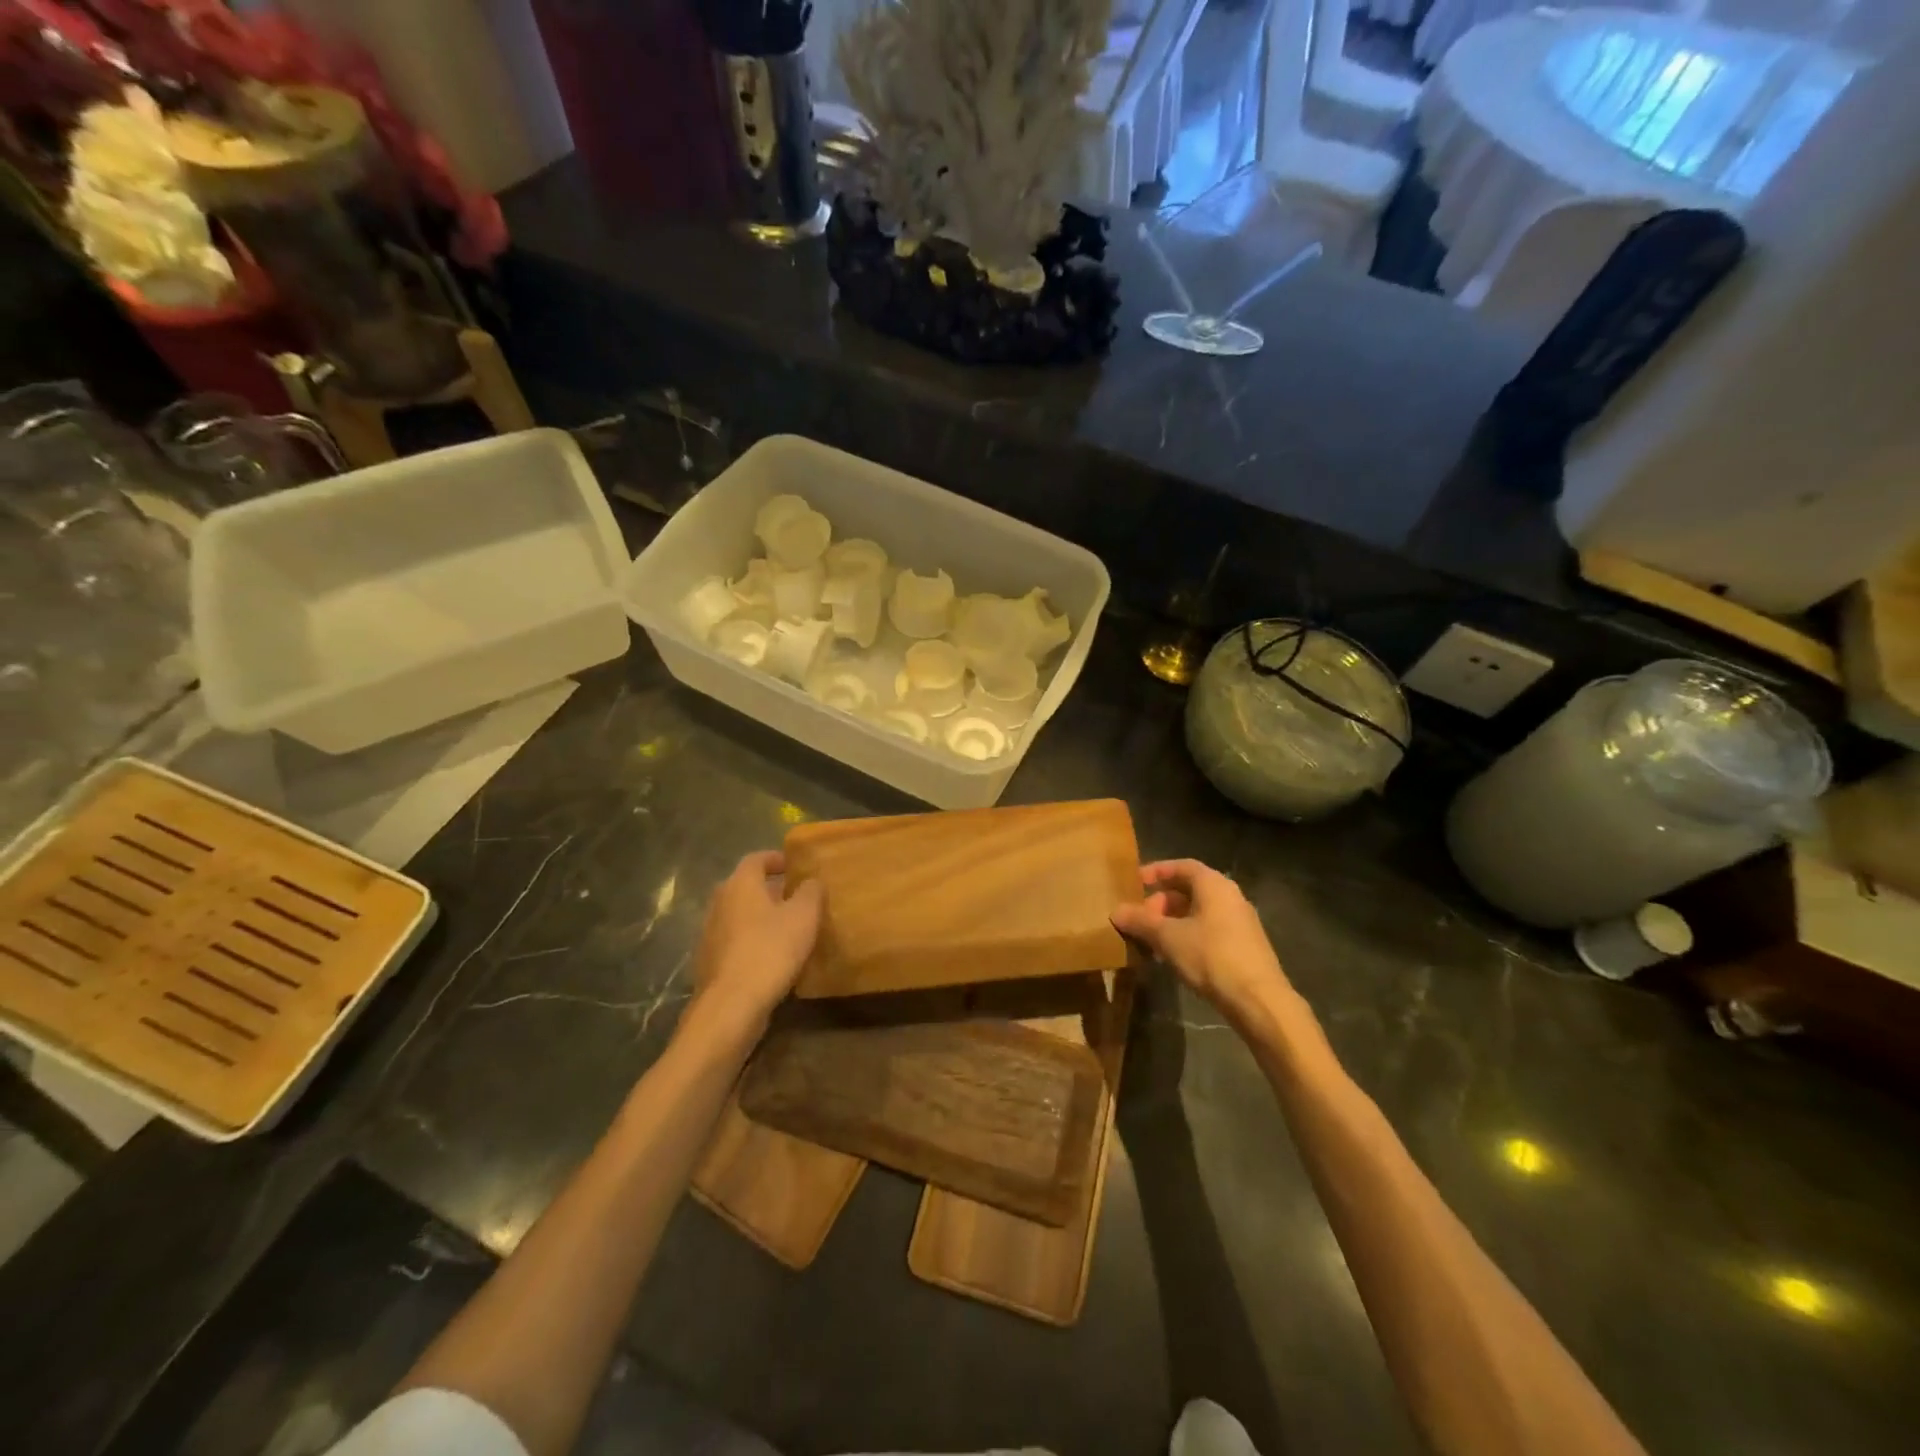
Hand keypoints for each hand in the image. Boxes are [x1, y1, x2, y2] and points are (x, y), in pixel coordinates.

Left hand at [690, 851, 823, 1034]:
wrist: (731, 1005)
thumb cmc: (770, 950)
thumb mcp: (804, 916)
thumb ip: (811, 892)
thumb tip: (811, 881)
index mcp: (740, 884)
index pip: (757, 859)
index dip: (777, 859)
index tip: (796, 866)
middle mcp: (719, 903)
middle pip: (746, 887)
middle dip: (771, 891)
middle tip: (798, 899)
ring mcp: (710, 934)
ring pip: (740, 916)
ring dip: (762, 918)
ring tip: (789, 929)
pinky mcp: (709, 962)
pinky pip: (735, 942)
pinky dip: (753, 942)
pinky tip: (773, 958)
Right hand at [1111, 859, 1289, 1024]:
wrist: (1259, 1001)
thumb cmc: (1211, 957)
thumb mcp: (1168, 938)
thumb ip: (1140, 921)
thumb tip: (1115, 911)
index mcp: (1214, 885)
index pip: (1182, 866)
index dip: (1156, 871)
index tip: (1134, 882)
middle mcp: (1230, 897)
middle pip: (1189, 890)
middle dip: (1160, 903)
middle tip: (1139, 920)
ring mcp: (1240, 922)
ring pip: (1198, 913)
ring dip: (1172, 923)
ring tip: (1151, 941)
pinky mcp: (1244, 946)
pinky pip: (1209, 931)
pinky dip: (1187, 936)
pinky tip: (1173, 958)